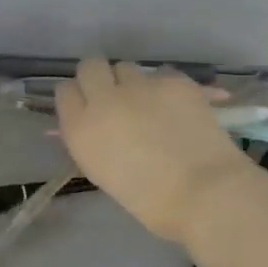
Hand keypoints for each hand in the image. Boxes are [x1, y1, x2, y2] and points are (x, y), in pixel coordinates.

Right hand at [56, 58, 259, 243]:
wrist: (203, 193)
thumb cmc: (148, 199)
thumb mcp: (101, 170)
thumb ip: (90, 139)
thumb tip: (91, 122)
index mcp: (80, 128)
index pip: (64, 91)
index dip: (78, 96)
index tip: (88, 107)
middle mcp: (103, 99)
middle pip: (90, 66)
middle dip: (99, 76)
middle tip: (115, 95)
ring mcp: (139, 87)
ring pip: (126, 67)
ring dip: (133, 82)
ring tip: (150, 103)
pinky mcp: (173, 81)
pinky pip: (161, 74)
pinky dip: (166, 88)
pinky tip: (178, 107)